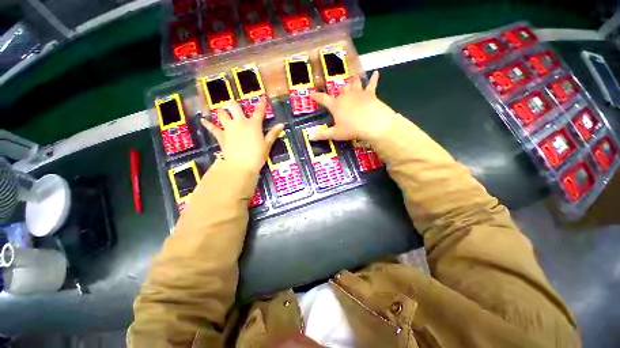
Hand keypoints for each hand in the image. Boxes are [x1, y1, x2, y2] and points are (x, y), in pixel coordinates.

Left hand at [201, 98, 283, 174]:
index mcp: (253, 124)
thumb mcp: (267, 145)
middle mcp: (240, 122)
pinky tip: (202, 120)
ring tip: (222, 111)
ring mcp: (229, 128)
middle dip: (233, 104)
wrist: (240, 166)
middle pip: (234, 107)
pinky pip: (213, 128)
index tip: (262, 97)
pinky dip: (208, 124)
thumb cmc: (257, 155)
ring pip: (222, 114)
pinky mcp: (221, 136)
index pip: (259, 111)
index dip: (261, 104)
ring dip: (222, 112)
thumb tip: (281, 125)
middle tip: (233, 105)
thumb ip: (273, 133)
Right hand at [309, 71, 395, 141]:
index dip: (316, 97)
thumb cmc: (352, 129)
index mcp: (336, 105)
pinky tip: (376, 73)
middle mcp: (346, 96)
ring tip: (353, 78)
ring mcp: (358, 93)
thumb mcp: (336, 134)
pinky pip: (372, 84)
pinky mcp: (370, 94)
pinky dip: (374, 78)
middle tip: (340, 92)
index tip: (311, 94)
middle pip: (341, 90)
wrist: (372, 124)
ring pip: (354, 84)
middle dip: (340, 91)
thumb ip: (323, 134)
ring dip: (353, 81)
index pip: (323, 99)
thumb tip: (310, 137)